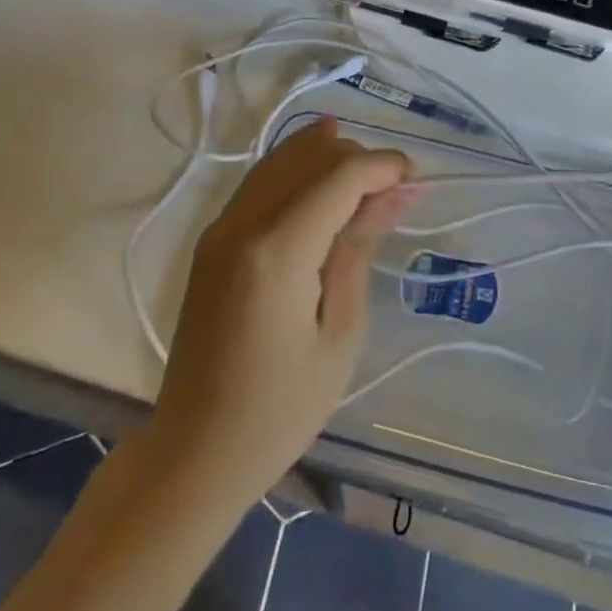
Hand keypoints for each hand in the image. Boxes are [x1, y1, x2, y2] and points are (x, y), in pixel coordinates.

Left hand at [152, 117, 410, 505]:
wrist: (194, 453)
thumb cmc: (279, 410)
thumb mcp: (340, 334)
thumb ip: (360, 249)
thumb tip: (394, 193)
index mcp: (276, 251)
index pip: (338, 177)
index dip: (382, 166)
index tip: (417, 179)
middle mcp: (243, 223)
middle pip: (309, 158)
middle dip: (358, 158)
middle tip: (396, 190)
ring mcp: (221, 227)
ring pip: (281, 159)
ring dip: (328, 157)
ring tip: (370, 175)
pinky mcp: (213, 239)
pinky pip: (262, 181)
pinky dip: (297, 167)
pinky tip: (322, 164)